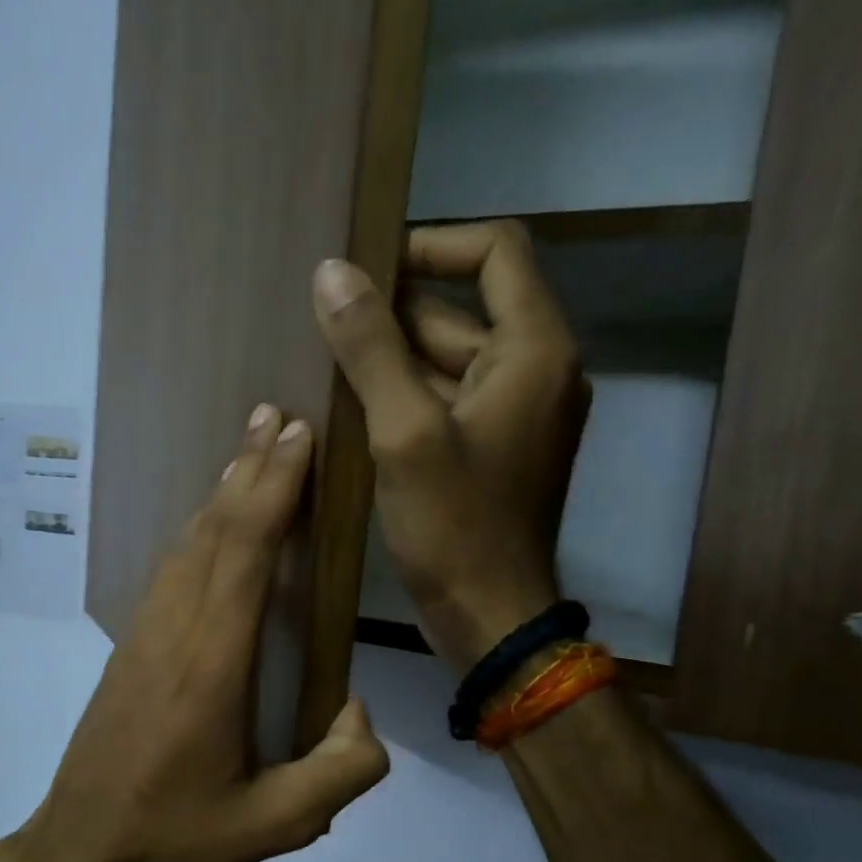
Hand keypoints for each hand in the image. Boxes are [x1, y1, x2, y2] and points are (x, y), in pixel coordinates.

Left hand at [19, 404, 390, 861]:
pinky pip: (170, 570)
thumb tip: (361, 714)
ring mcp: (144, 635)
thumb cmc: (177, 836)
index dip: (274, 487)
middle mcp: (174, 631)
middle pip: (213, 529)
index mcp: (212, 663)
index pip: (244, 551)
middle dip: (249, 467)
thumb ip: (341, 773)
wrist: (80, 851)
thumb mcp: (277, 826)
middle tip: (277, 415)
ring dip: (222, 493)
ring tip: (251, 451)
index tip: (299, 436)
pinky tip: (213, 526)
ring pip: (186, 543)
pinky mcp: (129, 648)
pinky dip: (200, 531)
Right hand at [312, 221, 589, 668]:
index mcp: (534, 350)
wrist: (489, 616)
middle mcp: (536, 370)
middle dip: (394, 311)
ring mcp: (515, 413)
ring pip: (448, 359)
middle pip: (462, 309)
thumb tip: (332, 272)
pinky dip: (404, 397)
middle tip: (325, 321)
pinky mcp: (493, 449)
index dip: (432, 245)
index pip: (496, 251)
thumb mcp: (404, 433)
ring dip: (391, 359)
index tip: (369, 266)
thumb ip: (370, 348)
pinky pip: (446, 401)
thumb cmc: (454, 526)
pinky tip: (351, 409)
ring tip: (325, 363)